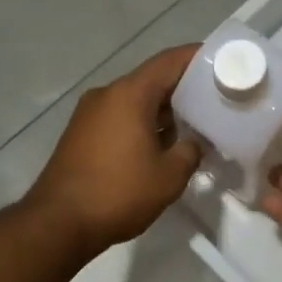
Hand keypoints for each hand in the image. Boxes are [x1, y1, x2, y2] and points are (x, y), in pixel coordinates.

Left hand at [25, 45, 202, 256]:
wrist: (58, 223)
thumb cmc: (118, 193)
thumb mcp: (169, 176)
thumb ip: (189, 152)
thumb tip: (193, 143)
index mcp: (129, 94)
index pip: (169, 62)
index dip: (197, 58)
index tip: (222, 61)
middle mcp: (107, 95)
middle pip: (151, 79)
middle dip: (183, 87)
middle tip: (214, 97)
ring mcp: (89, 114)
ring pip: (134, 100)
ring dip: (162, 109)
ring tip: (192, 124)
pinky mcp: (80, 134)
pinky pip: (119, 117)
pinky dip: (142, 122)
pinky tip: (160, 143)